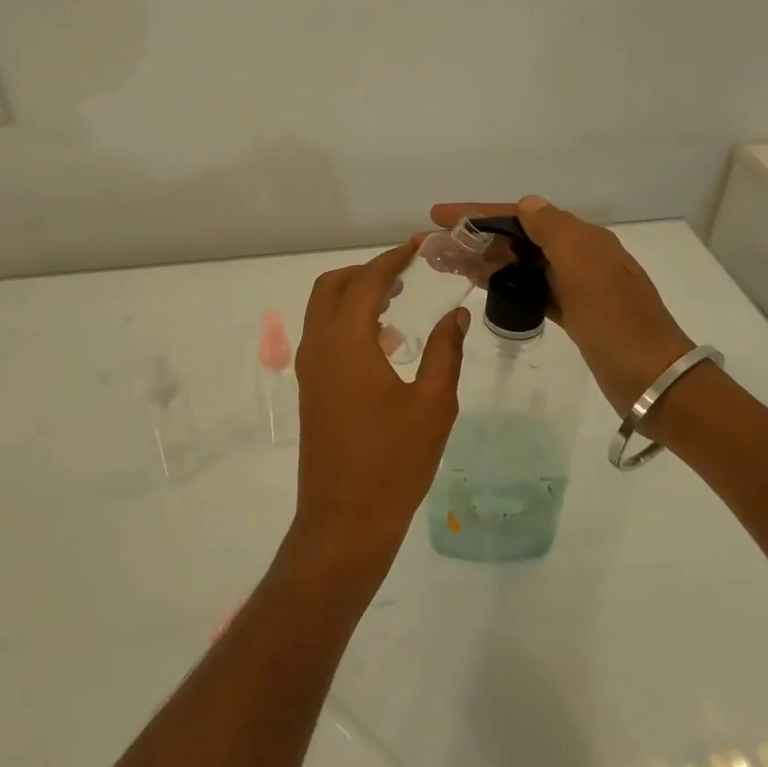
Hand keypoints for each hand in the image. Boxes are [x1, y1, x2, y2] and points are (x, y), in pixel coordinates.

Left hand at [291, 240, 468, 571]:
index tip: (419, 247)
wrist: (345, 519)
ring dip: (355, 297)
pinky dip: (348, 324)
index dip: (393, 259)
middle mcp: (319, 346)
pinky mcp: (310, 390)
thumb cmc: (394, 461)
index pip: (367, 281)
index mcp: (345, 342)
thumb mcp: (433, 403)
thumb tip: (457, 314)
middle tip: (405, 273)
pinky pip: (325, 337)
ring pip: (323, 312)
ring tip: (399, 301)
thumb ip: (445, 351)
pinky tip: (386, 343)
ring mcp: (310, 369)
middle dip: (366, 272)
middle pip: (332, 287)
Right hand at [430, 196, 692, 414]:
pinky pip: (529, 288)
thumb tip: (527, 204)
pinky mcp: (573, 313)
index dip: (478, 213)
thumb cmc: (616, 321)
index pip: (521, 216)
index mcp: (583, 239)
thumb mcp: (585, 267)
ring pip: (520, 264)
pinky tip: (480, 284)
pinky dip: (503, 283)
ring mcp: (576, 286)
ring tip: (446, 264)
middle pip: (517, 238)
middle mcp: (579, 256)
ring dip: (483, 259)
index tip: (438, 216)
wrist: (653, 379)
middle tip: (434, 247)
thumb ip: (554, 230)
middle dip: (475, 238)